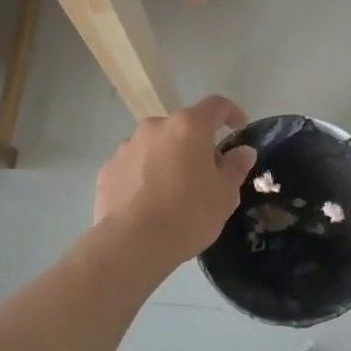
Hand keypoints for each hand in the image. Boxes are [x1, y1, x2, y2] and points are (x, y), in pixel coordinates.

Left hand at [93, 96, 256, 272]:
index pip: (216, 105)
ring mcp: (127, 146)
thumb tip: (243, 151)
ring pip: (156, 145)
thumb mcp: (225, 195)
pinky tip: (148, 201)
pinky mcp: (108, 168)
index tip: (238, 128)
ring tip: (173, 190)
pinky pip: (134, 164)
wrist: (131, 244)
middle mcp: (155, 127)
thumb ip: (236, 167)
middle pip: (183, 127)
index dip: (231, 113)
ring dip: (168, 158)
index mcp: (188, 127)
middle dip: (197, 143)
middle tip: (206, 172)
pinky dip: (144, 174)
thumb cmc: (188, 215)